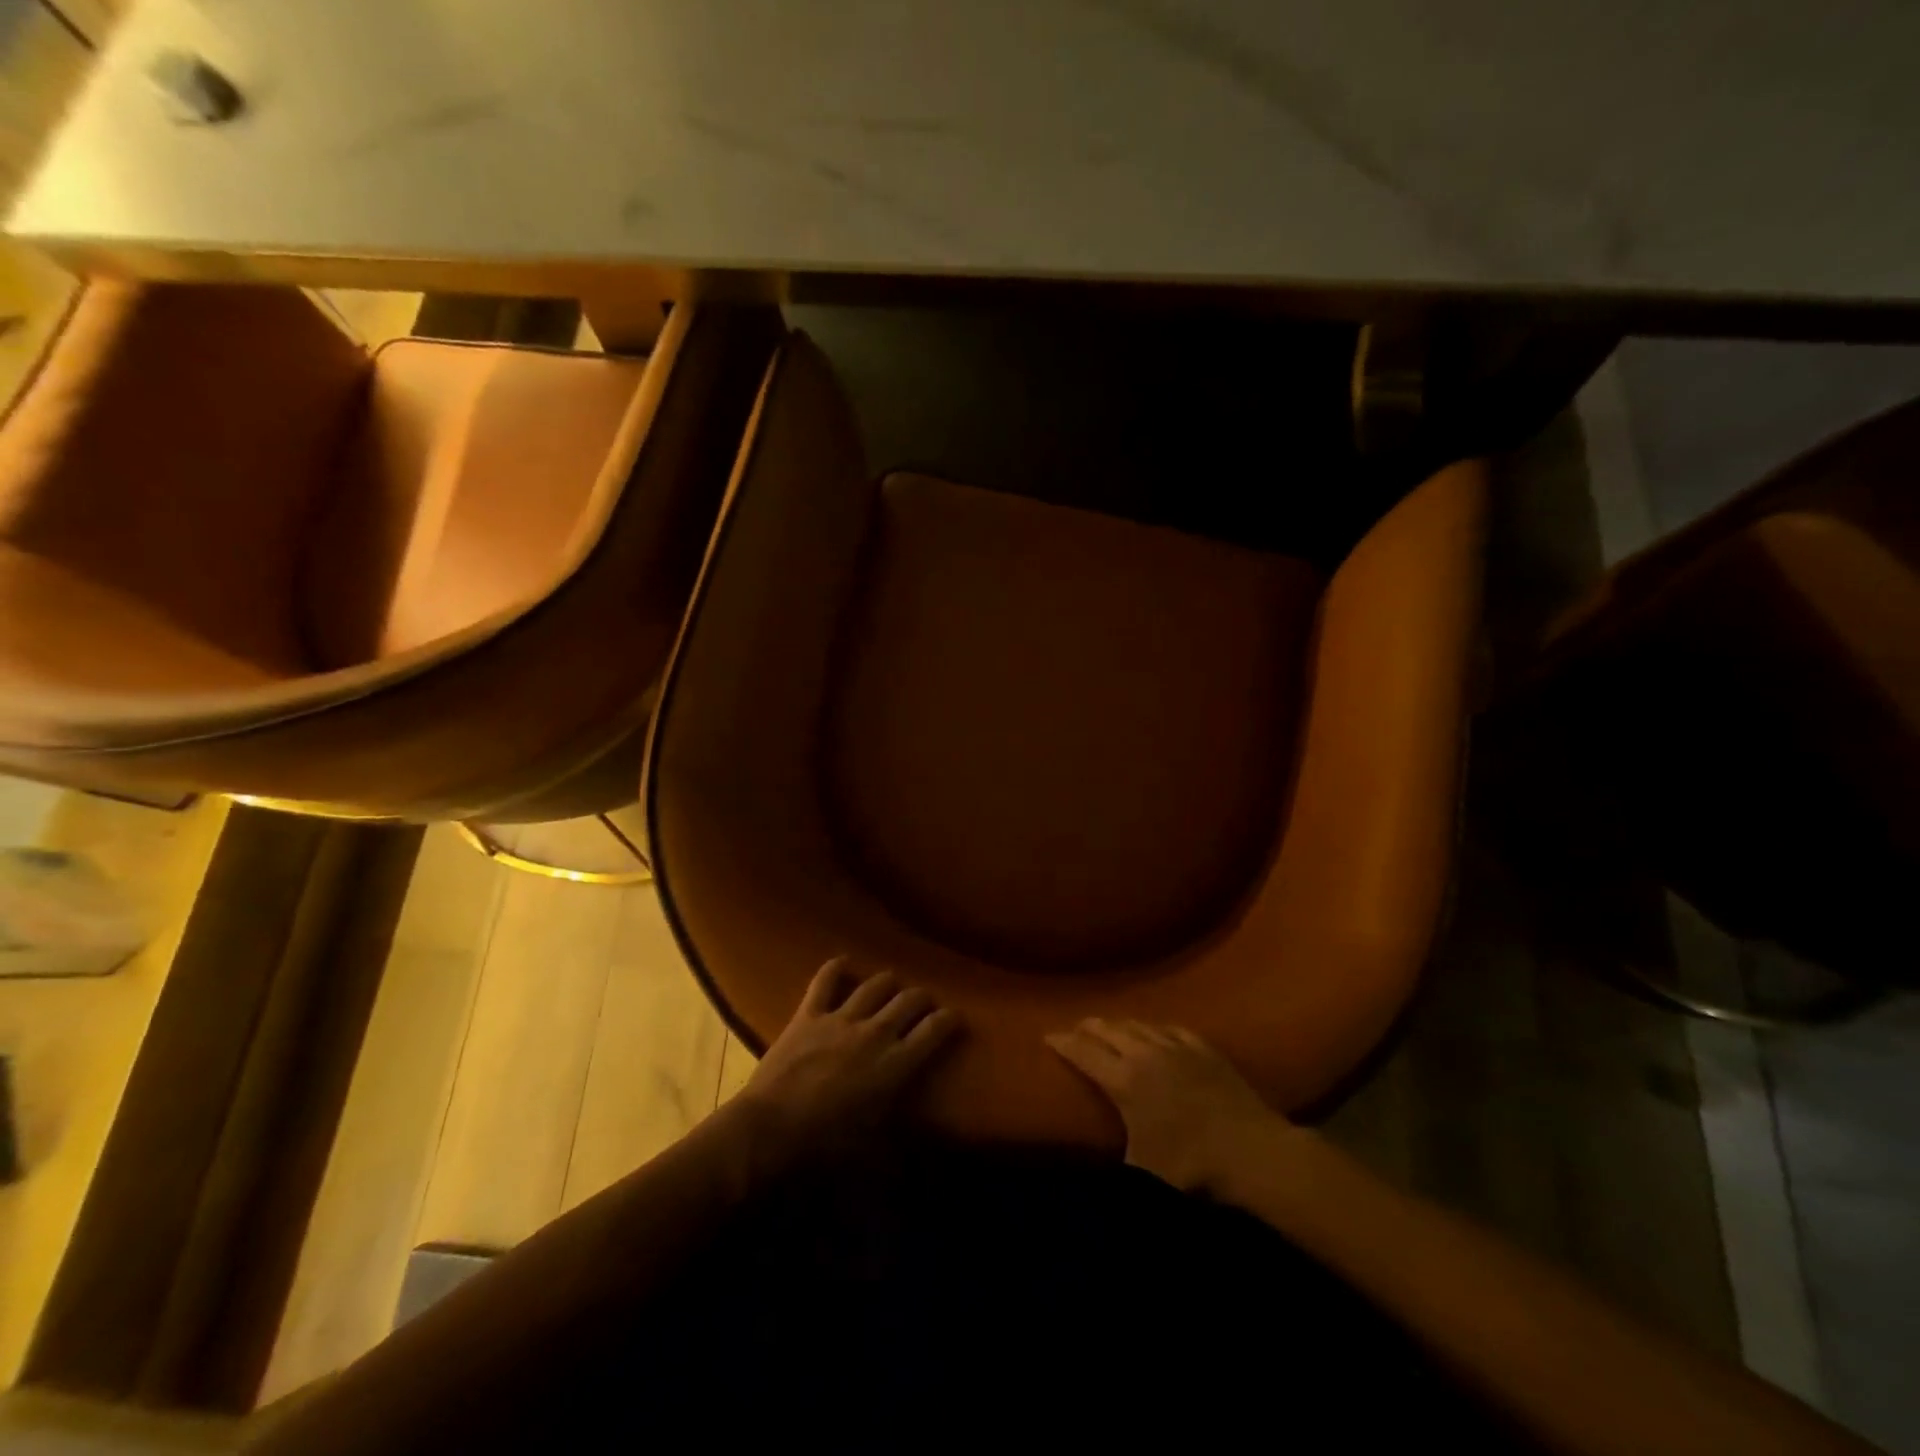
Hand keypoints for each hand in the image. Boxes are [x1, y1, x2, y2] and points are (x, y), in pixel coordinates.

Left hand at [734, 958, 960, 1156]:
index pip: (934, 1031)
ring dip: (888, 982)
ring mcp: (841, 1019)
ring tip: (892, 984)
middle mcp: (875, 1032)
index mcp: (895, 1064)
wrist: (770, 1130)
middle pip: (909, 1001)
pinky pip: (825, 981)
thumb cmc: (825, 1146)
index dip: (950, 1019)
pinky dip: (835, 968)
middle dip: (922, 998)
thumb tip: (912, 1156)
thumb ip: (897, 1141)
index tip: (956, 1016)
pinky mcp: (809, 1014)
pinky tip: (844, 962)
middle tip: (924, 1003)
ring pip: (874, 986)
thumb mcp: (872, 1148)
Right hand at [1046, 1018, 1299, 1194]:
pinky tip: (1155, 1030)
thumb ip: (1117, 1163)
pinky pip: (1170, 1028)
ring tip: (1109, 1026)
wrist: (1252, 1151)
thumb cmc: (1191, 1166)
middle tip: (1076, 1028)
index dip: (1063, 1043)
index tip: (1048, 1036)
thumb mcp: (1143, 1174)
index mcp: (1125, 1081)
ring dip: (1119, 1024)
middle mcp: (1145, 1053)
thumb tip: (1094, 1188)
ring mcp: (1177, 1047)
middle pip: (1109, 1030)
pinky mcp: (1204, 1048)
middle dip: (1088, 1027)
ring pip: (1139, 1024)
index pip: (1084, 1053)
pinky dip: (1154, 1027)